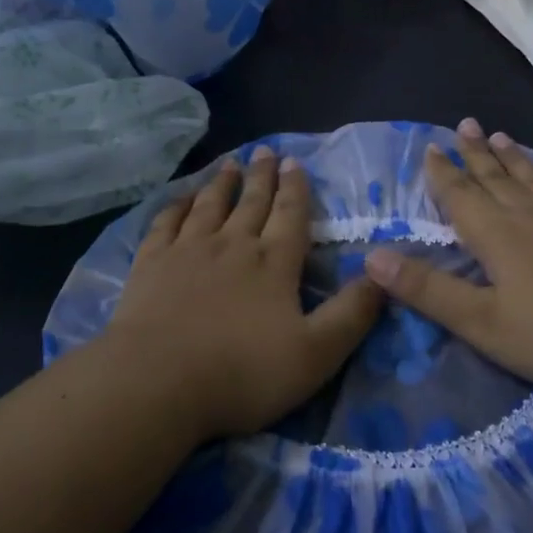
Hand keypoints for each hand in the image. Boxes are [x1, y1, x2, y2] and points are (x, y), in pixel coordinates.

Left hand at [102, 147, 383, 439]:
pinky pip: (166, 223)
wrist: (158, 381)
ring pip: (210, 205)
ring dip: (222, 183)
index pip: (291, 215)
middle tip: (265, 151)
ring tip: (230, 163)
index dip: (296, 188)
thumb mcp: (316, 353)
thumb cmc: (243, 373)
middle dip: (262, 176)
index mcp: (274, 263)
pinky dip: (176, 206)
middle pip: (252, 202)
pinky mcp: (151, 263)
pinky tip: (181, 199)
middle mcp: (233, 245)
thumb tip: (382, 275)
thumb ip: (352, 314)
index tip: (294, 162)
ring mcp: (188, 250)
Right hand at [363, 118, 532, 397]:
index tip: (430, 147)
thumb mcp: (482, 324)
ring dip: (516, 158)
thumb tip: (373, 256)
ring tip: (502, 135)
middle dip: (476, 154)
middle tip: (464, 124)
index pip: (461, 197)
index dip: (442, 173)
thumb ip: (428, 290)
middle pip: (497, 179)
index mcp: (498, 237)